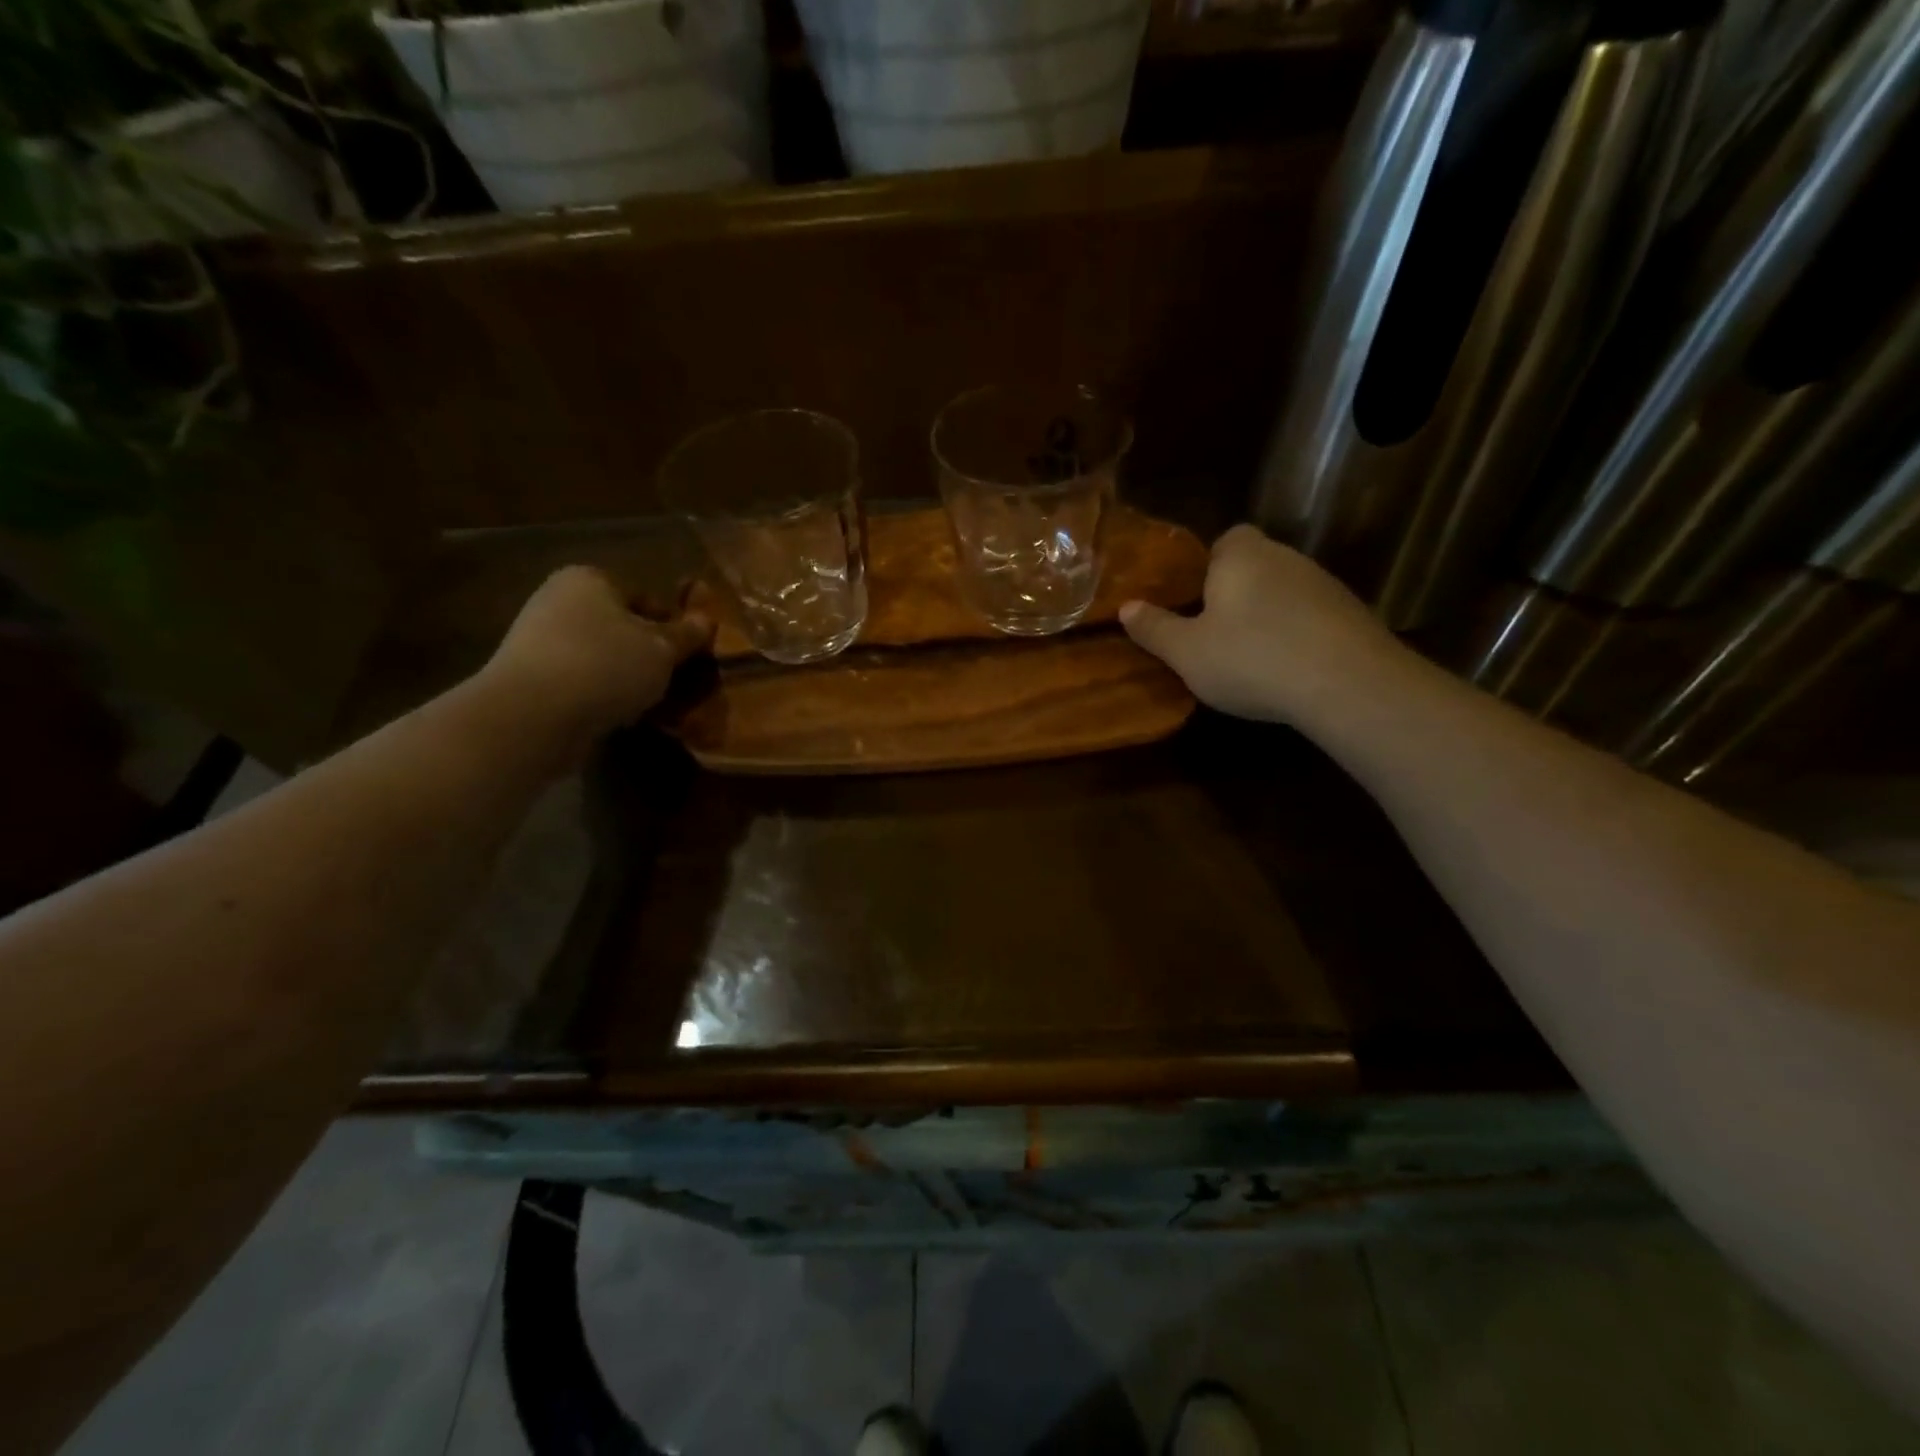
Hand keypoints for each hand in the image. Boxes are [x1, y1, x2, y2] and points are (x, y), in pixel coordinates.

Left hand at [482, 566, 712, 747]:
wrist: (533, 715)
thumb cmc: (606, 666)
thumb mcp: (662, 650)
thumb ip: (687, 634)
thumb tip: (707, 620)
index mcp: (590, 579)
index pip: (645, 597)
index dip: (672, 626)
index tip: (687, 656)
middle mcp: (559, 600)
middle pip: (620, 627)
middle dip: (646, 654)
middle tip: (671, 682)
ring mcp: (538, 638)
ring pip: (601, 656)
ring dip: (624, 678)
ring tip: (646, 704)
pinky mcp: (528, 677)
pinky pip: (579, 680)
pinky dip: (598, 694)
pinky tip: (614, 716)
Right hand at [1120, 524, 1406, 724]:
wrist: (1347, 684)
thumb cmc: (1251, 659)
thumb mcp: (1187, 652)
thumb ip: (1154, 629)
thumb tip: (1126, 607)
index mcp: (1241, 556)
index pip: (1226, 539)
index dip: (1209, 567)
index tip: (1196, 601)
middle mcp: (1285, 557)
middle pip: (1255, 566)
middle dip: (1235, 593)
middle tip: (1214, 634)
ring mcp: (1324, 584)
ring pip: (1284, 592)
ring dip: (1268, 616)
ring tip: (1251, 658)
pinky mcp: (1353, 614)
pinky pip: (1311, 617)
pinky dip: (1298, 635)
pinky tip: (1289, 670)